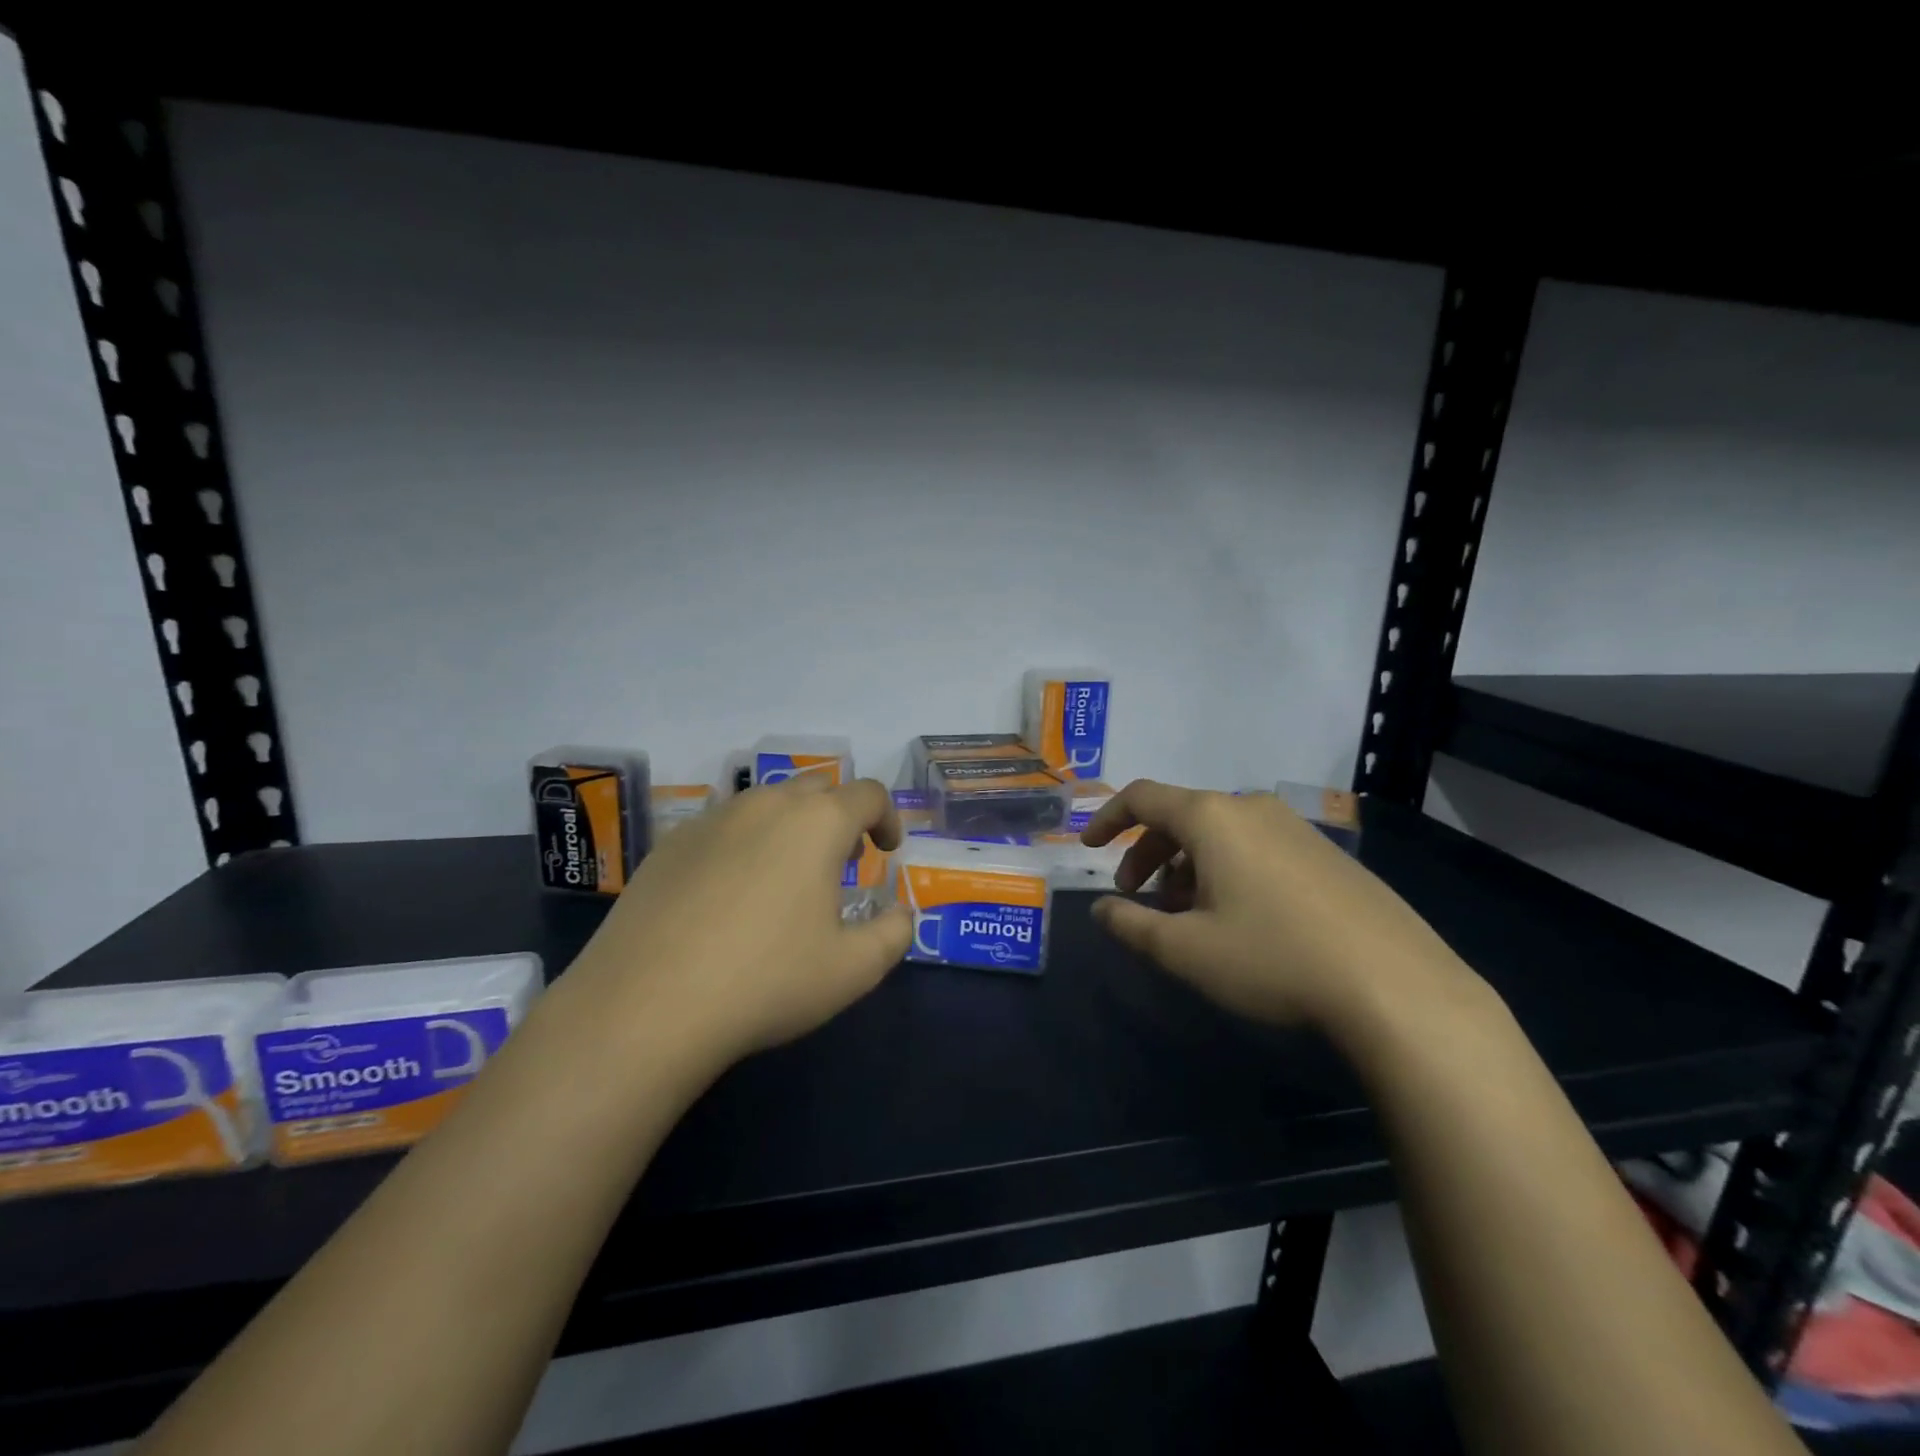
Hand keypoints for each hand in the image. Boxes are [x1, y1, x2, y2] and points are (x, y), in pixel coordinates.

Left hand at [563, 777, 911, 1069]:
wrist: (646, 1005)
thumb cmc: (766, 980)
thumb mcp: (853, 970)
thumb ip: (893, 934)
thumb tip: (901, 914)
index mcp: (817, 823)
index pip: (868, 794)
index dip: (888, 817)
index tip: (887, 850)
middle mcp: (766, 805)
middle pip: (817, 787)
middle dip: (841, 815)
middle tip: (843, 860)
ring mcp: (712, 819)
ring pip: (766, 803)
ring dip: (791, 826)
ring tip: (787, 876)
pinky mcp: (670, 844)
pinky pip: (722, 827)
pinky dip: (744, 844)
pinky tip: (730, 896)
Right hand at [1082, 780, 1483, 1036]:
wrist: (1397, 987)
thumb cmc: (1273, 958)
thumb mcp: (1187, 950)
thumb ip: (1132, 925)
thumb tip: (1102, 910)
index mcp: (1212, 817)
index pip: (1142, 796)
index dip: (1107, 818)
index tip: (1089, 847)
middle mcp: (1251, 808)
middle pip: (1179, 816)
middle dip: (1146, 853)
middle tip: (1135, 896)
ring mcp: (1294, 828)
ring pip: (1219, 835)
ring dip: (1186, 866)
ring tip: (1185, 915)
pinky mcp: (1325, 854)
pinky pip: (1255, 848)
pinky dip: (1226, 871)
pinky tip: (1237, 918)